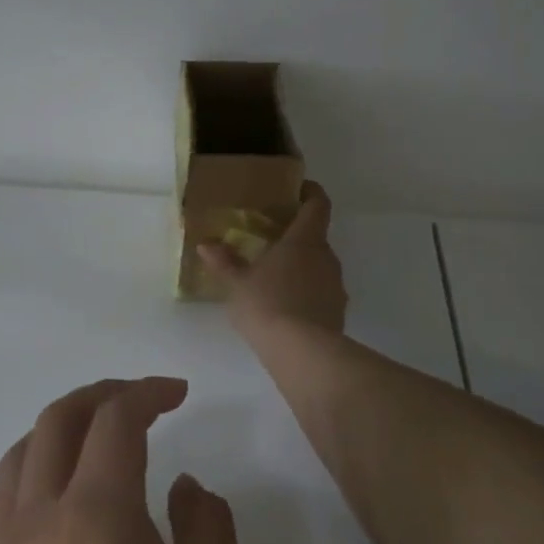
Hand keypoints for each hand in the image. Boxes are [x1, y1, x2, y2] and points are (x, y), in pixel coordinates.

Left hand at [0, 377, 239, 543]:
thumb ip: (206, 525)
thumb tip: (183, 485)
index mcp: (95, 514)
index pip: (115, 419)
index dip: (148, 392)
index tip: (180, 392)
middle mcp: (38, 517)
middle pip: (59, 419)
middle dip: (103, 394)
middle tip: (143, 398)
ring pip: (23, 451)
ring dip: (63, 424)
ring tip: (101, 432)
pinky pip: (7, 493)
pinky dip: (37, 463)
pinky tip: (65, 491)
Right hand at [200, 180, 346, 337]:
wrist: (302, 352)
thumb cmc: (266, 305)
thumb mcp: (238, 284)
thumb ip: (224, 262)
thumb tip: (205, 245)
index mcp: (304, 240)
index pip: (318, 204)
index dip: (311, 193)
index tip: (298, 190)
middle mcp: (326, 257)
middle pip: (317, 237)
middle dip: (297, 238)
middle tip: (271, 242)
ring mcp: (336, 285)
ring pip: (319, 267)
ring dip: (302, 268)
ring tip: (275, 279)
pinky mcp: (338, 311)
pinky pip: (322, 293)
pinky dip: (307, 294)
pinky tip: (286, 309)